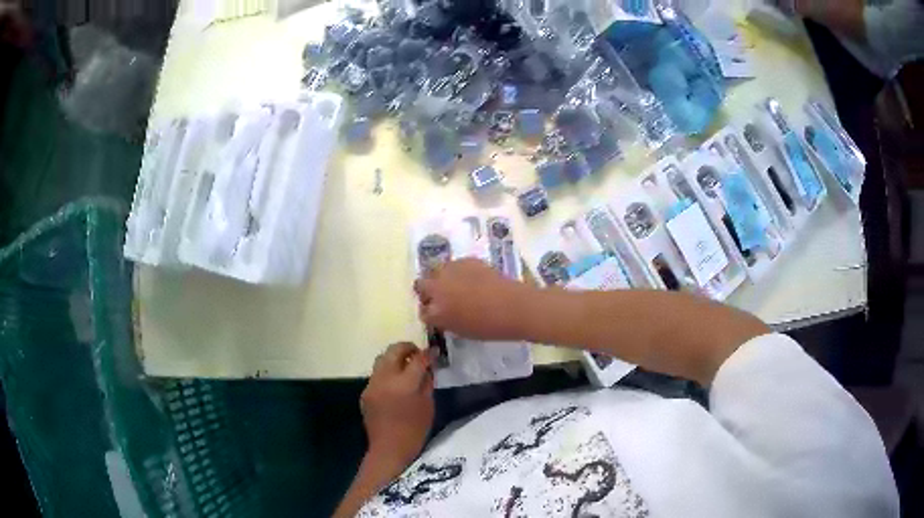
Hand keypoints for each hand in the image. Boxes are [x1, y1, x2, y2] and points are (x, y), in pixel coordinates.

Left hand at [361, 342, 433, 471]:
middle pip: (394, 350)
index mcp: (404, 384)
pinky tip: (395, 384)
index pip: (418, 359)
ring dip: (395, 358)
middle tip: (418, 354)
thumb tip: (427, 367)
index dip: (428, 354)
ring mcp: (372, 385)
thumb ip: (427, 382)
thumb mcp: (428, 406)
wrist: (389, 449)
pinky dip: (387, 372)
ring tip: (406, 366)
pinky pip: (376, 374)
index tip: (434, 352)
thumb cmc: (415, 430)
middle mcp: (385, 379)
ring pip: (382, 359)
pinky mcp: (365, 392)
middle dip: (407, 348)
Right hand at [415, 258, 530, 340]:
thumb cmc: (490, 327)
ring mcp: (451, 271)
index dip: (430, 313)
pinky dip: (458, 271)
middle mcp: (438, 288)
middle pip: (421, 285)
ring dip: (441, 278)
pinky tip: (472, 279)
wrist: (514, 307)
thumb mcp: (461, 331)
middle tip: (440, 297)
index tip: (437, 314)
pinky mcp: (467, 260)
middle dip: (428, 291)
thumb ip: (446, 321)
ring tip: (456, 285)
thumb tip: (443, 314)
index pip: (423, 312)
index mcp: (436, 312)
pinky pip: (455, 265)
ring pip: (436, 270)